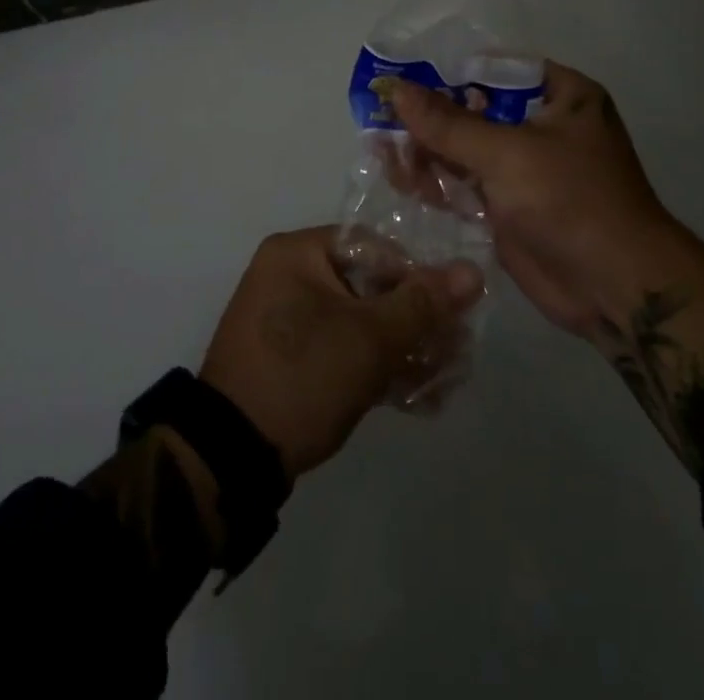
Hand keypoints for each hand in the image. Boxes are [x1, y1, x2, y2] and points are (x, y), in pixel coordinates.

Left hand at [199, 226, 482, 479]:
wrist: (231, 457)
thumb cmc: (302, 376)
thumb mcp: (369, 340)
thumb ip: (421, 305)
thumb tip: (472, 271)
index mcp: (298, 253)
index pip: (375, 247)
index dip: (418, 277)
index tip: (450, 315)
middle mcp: (289, 274)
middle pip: (370, 285)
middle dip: (416, 322)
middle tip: (454, 354)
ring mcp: (287, 318)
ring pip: (360, 321)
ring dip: (402, 349)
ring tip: (441, 382)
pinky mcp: (290, 357)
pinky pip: (342, 347)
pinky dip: (375, 367)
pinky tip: (415, 398)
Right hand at [390, 63, 672, 340]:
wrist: (615, 288)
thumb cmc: (571, 201)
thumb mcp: (507, 154)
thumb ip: (448, 123)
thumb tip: (396, 89)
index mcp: (561, 96)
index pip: (493, 70)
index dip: (447, 73)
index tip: (401, 80)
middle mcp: (543, 125)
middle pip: (473, 110)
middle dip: (430, 119)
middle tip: (384, 124)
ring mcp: (525, 168)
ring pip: (465, 149)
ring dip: (428, 152)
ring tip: (387, 156)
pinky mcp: (510, 205)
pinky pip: (466, 183)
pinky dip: (437, 182)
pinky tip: (403, 180)